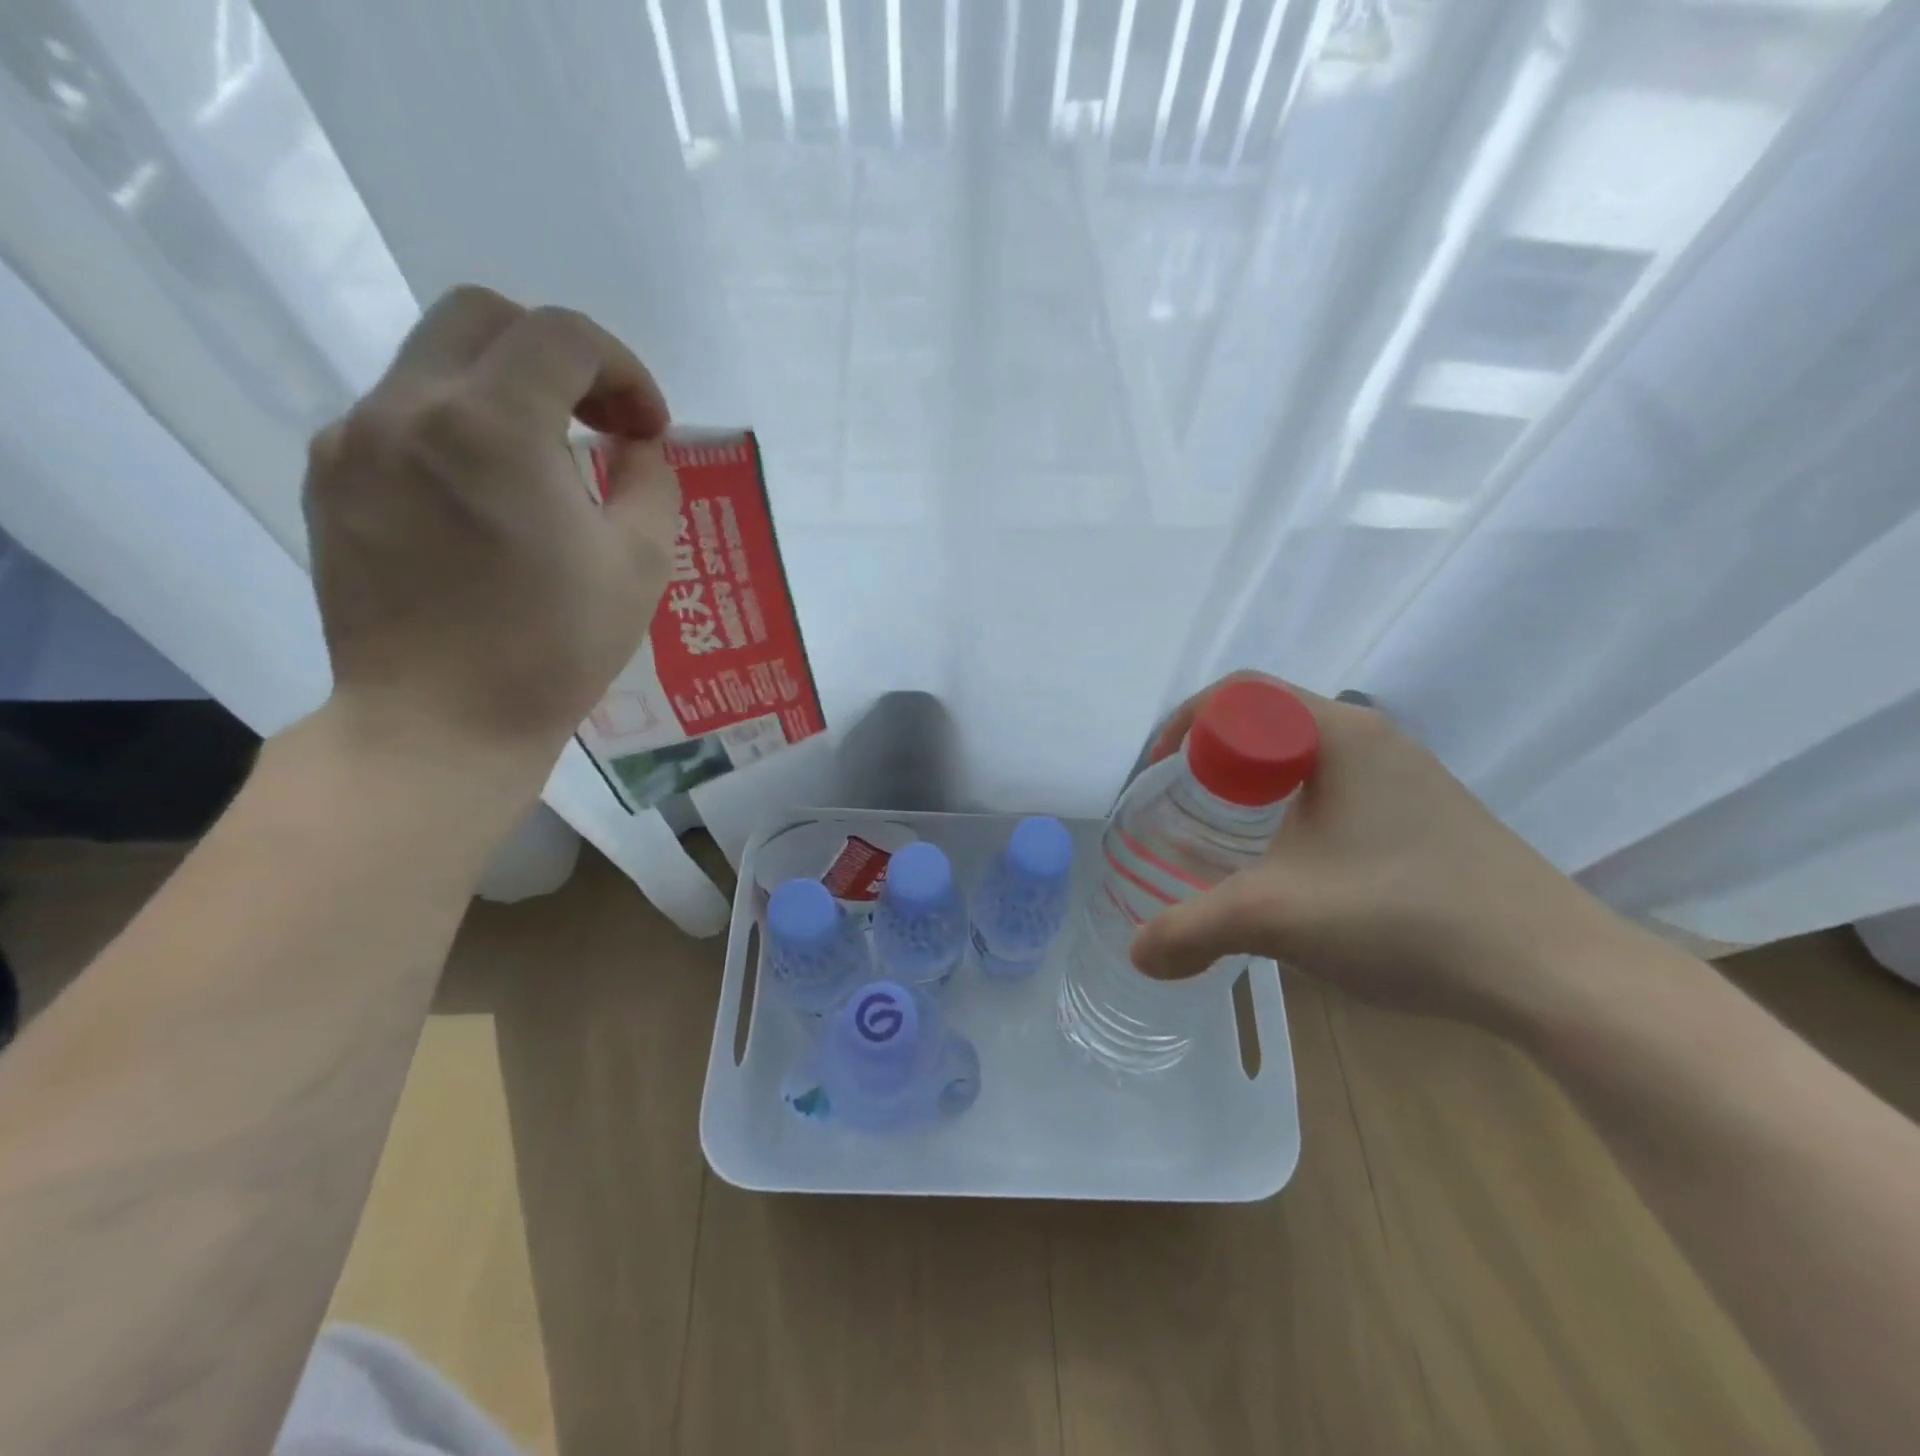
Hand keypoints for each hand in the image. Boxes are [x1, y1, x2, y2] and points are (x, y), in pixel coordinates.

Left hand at [303, 286, 680, 789]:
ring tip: (545, 466)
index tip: (646, 429)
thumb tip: (636, 445)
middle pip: (484, 318)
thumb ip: (651, 482)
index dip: (623, 368)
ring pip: (436, 363)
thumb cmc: (555, 648)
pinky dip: (457, 429)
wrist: (440, 722)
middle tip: (597, 421)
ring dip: (506, 391)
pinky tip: (486, 497)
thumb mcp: (641, 564)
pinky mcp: (328, 478)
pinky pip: (400, 416)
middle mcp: (409, 408)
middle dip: (558, 355)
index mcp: (494, 426)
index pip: (564, 336)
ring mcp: (354, 440)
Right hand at [1129, 674, 1632, 1030]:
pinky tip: (1290, 865)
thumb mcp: (1278, 918)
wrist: (1557, 973)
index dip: (1181, 724)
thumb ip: (1192, 931)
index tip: (1156, 776)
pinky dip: (1289, 808)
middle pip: (1265, 719)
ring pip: (1301, 755)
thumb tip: (1138, 954)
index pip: (1238, 691)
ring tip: (1224, 837)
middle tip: (1180, 807)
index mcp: (1337, 734)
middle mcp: (1372, 738)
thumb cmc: (1407, 917)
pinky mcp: (1424, 813)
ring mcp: (1405, 775)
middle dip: (1209, 755)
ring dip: (1251, 784)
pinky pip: (1334, 786)